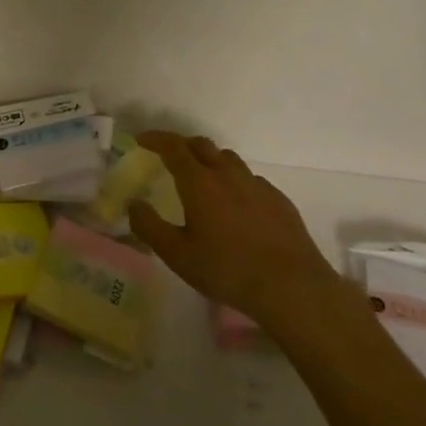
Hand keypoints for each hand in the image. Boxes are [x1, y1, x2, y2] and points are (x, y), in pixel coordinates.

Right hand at [128, 132, 336, 330]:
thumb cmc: (227, 270)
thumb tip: (133, 204)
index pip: (174, 147)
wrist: (292, 286)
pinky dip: (234, 181)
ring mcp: (257, 184)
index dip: (156, 139)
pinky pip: (250, 179)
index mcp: (200, 183)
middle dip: (181, 145)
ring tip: (201, 178)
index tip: (142, 139)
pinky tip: (235, 204)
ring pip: (228, 159)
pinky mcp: (278, 199)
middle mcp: (228, 174)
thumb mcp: (178, 255)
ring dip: (209, 160)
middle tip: (168, 157)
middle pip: (202, 145)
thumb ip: (149, 227)